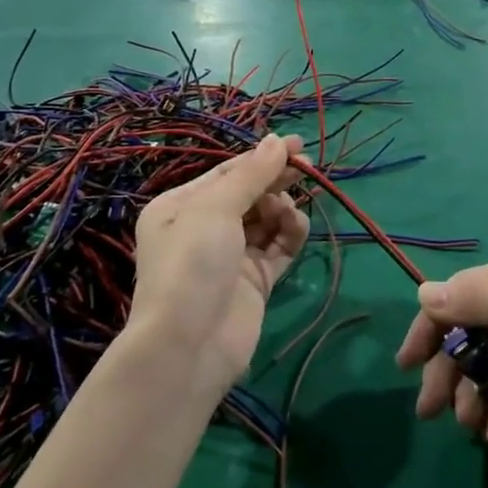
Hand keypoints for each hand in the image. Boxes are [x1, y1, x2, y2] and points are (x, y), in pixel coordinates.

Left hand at [127, 134, 309, 393]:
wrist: (188, 347)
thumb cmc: (192, 264)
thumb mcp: (215, 208)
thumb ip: (251, 174)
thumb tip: (276, 140)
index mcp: (180, 206)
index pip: (227, 173)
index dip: (262, 157)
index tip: (296, 145)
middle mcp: (203, 228)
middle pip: (249, 194)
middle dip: (275, 181)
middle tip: (306, 169)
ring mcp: (231, 256)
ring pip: (266, 219)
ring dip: (282, 208)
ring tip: (288, 211)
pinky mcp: (255, 281)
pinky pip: (278, 247)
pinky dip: (290, 233)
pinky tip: (296, 225)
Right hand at [395, 253, 487, 486]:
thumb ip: (480, 301)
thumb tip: (423, 291)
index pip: (464, 293)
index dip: (432, 325)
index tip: (408, 362)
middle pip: (466, 334)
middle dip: (448, 372)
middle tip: (429, 409)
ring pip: (478, 370)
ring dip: (470, 400)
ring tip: (475, 428)